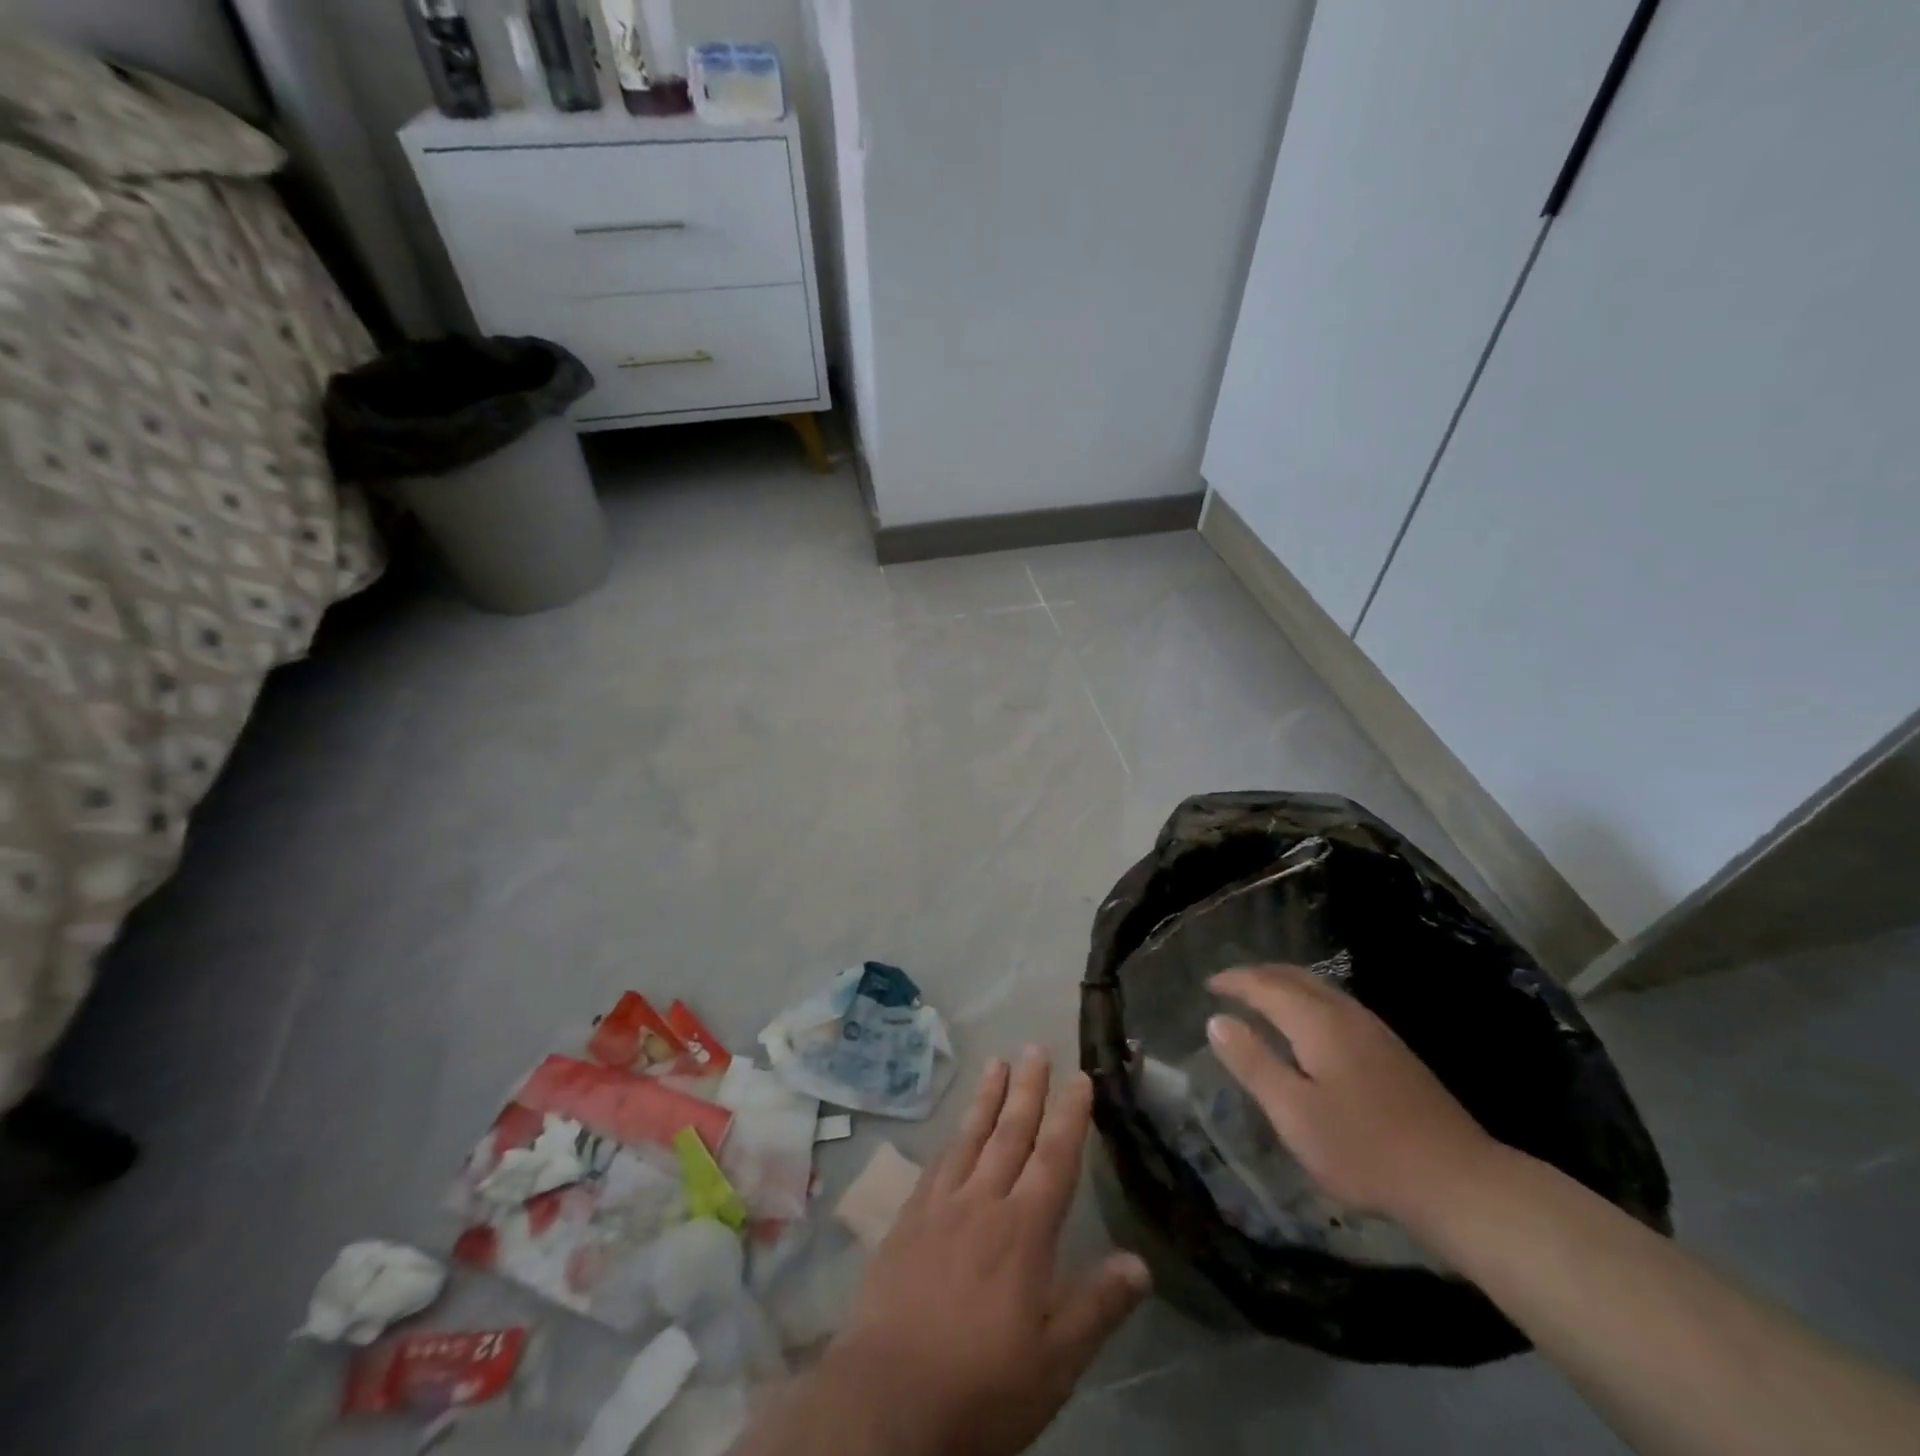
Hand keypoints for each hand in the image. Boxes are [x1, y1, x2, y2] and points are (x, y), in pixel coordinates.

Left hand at [823, 1049, 1150, 1455]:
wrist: (888, 1399)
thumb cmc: (982, 1385)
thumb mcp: (1055, 1362)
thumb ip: (1098, 1307)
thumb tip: (1141, 1263)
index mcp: (1023, 1230)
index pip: (1054, 1158)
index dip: (1070, 1116)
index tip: (1080, 1078)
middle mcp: (982, 1202)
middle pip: (1010, 1134)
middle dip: (1027, 1089)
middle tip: (1034, 1048)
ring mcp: (939, 1207)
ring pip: (970, 1138)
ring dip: (987, 1099)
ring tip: (997, 1063)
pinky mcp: (906, 1221)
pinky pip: (935, 1164)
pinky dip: (951, 1139)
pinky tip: (953, 1130)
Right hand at [1205, 966, 1497, 1227]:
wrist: (1460, 1183)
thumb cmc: (1364, 1150)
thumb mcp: (1294, 1113)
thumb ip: (1253, 1063)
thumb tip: (1216, 1020)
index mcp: (1317, 1022)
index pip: (1265, 985)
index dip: (1234, 981)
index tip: (1208, 985)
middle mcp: (1346, 1014)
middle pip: (1295, 977)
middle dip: (1259, 975)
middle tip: (1230, 985)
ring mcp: (1375, 1030)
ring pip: (1320, 989)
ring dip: (1285, 985)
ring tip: (1261, 999)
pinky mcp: (1393, 1051)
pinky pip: (1336, 1005)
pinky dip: (1307, 1001)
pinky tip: (1307, 1027)